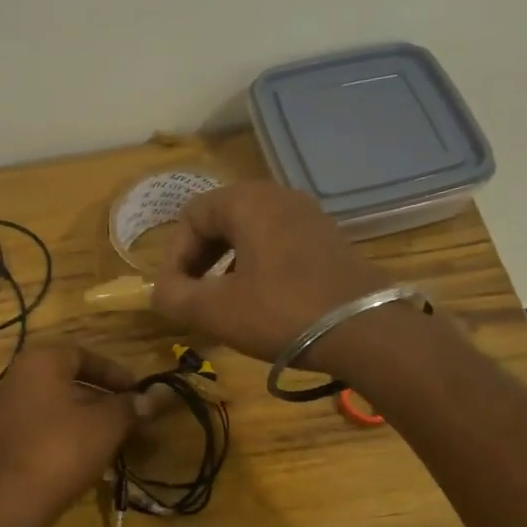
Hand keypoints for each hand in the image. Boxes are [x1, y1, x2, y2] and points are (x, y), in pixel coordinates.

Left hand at [0, 344, 139, 526]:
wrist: (9, 501)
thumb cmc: (63, 448)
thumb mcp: (107, 424)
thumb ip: (130, 407)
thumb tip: (152, 399)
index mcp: (39, 362)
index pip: (82, 355)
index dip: (114, 372)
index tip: (137, 392)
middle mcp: (14, 379)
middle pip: (67, 382)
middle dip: (102, 400)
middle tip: (128, 418)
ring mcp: (1, 413)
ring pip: (54, 408)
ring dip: (85, 421)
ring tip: (113, 441)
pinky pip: (39, 430)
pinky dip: (64, 437)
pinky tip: (85, 459)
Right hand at [153, 182, 389, 365]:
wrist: (365, 330)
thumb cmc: (281, 313)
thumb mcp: (215, 310)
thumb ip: (173, 296)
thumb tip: (160, 290)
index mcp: (248, 201)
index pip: (192, 216)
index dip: (174, 256)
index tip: (175, 294)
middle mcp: (279, 196)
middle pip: (221, 219)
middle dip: (200, 260)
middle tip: (195, 297)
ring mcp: (310, 216)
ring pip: (251, 233)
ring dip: (228, 265)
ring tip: (226, 303)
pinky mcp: (330, 240)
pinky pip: (279, 244)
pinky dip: (259, 267)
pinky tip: (263, 302)